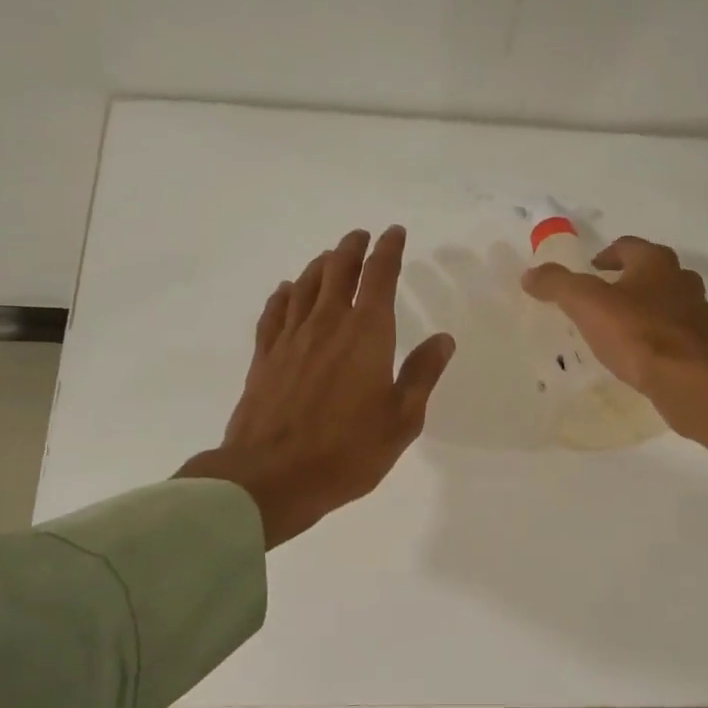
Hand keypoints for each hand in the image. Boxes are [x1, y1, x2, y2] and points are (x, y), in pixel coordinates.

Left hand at [178, 227, 454, 546]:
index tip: (394, 233)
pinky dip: (284, 294)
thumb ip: (422, 374)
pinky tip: (286, 291)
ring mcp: (291, 338)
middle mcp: (327, 324)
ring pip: (305, 285)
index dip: (389, 250)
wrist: (273, 474)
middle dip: (352, 248)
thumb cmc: (348, 451)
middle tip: (360, 237)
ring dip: (320, 265)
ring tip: (330, 258)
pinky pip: (274, 312)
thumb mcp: (402, 419)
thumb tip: (443, 339)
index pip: (380, 277)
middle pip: (338, 270)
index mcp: (367, 333)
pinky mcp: (264, 357)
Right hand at [522, 236, 707, 470]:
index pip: (627, 246)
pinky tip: (643, 358)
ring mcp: (699, 315)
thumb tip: (530, 274)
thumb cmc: (638, 335)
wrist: (690, 382)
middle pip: (651, 274)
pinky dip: (659, 340)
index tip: (589, 272)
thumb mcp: (587, 305)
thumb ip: (558, 285)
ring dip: (645, 312)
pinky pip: (676, 336)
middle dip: (627, 284)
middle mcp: (683, 281)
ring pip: (667, 305)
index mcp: (657, 263)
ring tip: (619, 332)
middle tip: (601, 302)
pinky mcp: (704, 348)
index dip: (605, 255)